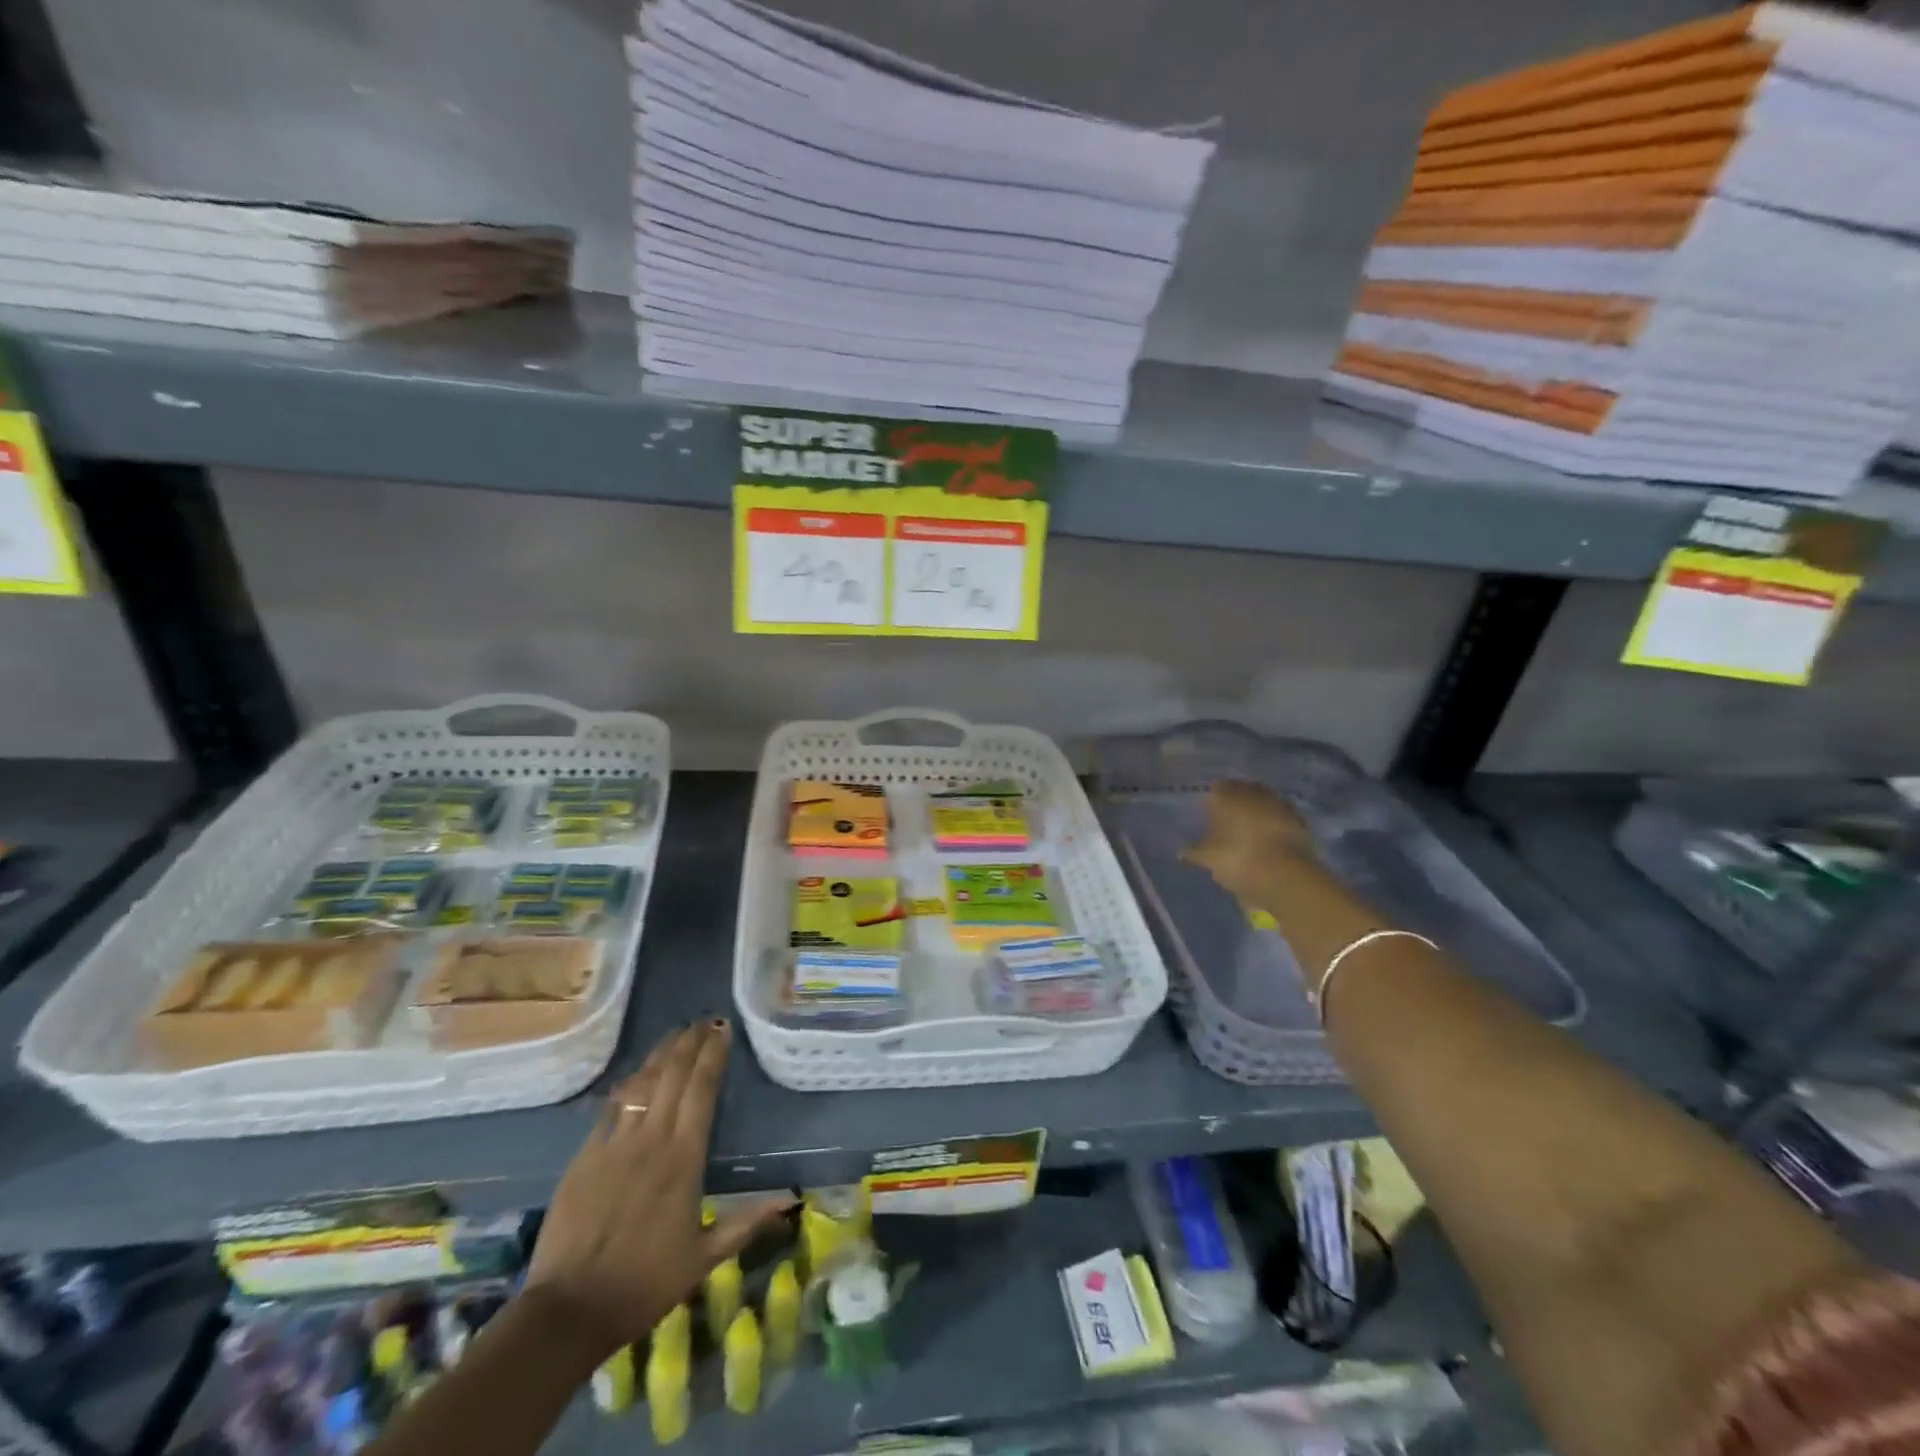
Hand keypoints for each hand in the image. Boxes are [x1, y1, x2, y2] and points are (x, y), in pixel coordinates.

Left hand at [524, 1021, 792, 1356]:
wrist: (567, 1311)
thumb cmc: (644, 1284)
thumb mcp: (703, 1258)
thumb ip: (746, 1223)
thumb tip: (791, 1201)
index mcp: (684, 1158)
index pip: (702, 1090)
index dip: (713, 1055)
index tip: (723, 1029)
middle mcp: (651, 1140)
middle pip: (672, 1076)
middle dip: (690, 1043)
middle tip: (703, 1020)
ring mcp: (614, 1145)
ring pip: (642, 1084)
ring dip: (660, 1054)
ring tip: (676, 1033)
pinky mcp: (585, 1157)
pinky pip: (611, 1108)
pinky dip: (627, 1084)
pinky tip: (634, 1073)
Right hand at [1182, 779, 1314, 900]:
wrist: (1287, 877)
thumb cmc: (1238, 859)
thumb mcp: (1208, 858)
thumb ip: (1193, 852)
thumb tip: (1180, 852)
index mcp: (1229, 795)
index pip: (1217, 787)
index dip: (1213, 799)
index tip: (1208, 812)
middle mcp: (1255, 794)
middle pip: (1244, 790)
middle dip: (1237, 802)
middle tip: (1228, 819)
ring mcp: (1280, 806)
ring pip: (1265, 802)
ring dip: (1258, 812)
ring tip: (1249, 829)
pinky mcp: (1300, 823)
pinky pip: (1282, 818)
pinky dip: (1275, 825)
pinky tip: (1269, 839)